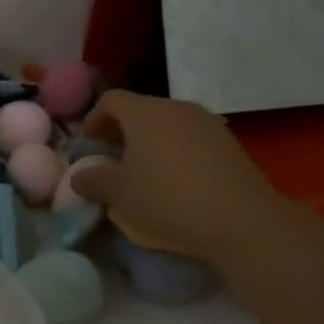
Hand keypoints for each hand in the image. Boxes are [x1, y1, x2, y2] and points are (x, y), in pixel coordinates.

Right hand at [71, 90, 312, 268]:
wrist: (245, 222)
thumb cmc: (168, 198)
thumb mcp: (118, 193)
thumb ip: (91, 180)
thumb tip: (78, 177)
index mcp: (146, 112)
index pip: (111, 100)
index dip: (94, 119)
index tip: (89, 144)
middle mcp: (177, 109)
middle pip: (141, 111)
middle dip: (122, 132)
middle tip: (112, 159)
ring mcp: (209, 126)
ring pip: (168, 126)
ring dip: (150, 144)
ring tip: (143, 174)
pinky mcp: (231, 147)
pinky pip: (192, 142)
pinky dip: (176, 154)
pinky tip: (176, 184)